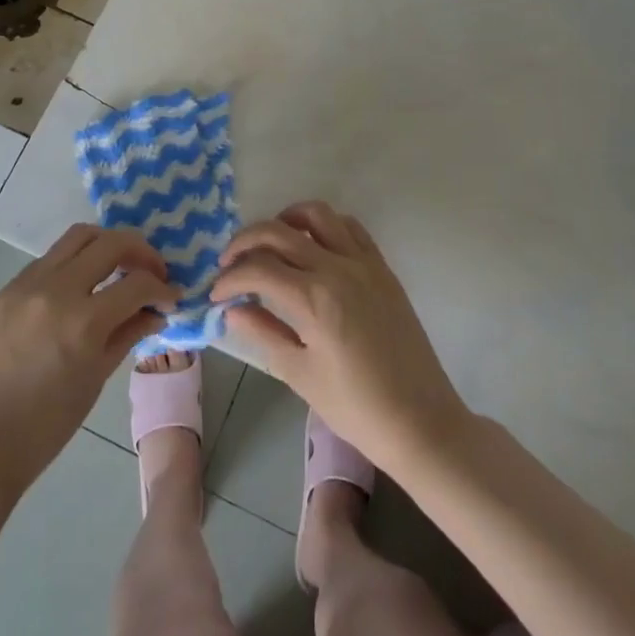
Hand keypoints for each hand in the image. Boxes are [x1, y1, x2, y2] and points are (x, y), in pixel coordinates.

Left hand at [0, 224, 175, 499]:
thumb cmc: (45, 426)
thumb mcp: (95, 379)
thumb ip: (128, 334)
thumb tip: (156, 311)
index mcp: (82, 322)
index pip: (137, 283)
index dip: (162, 288)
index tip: (172, 297)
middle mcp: (56, 290)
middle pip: (111, 242)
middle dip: (141, 252)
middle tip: (153, 272)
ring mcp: (27, 284)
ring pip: (78, 236)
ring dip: (107, 244)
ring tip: (120, 266)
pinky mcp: (7, 288)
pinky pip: (50, 258)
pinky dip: (75, 261)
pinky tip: (81, 286)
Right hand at [210, 201, 467, 463]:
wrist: (420, 421)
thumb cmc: (355, 407)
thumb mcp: (299, 374)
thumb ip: (262, 332)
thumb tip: (232, 308)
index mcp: (313, 298)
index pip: (257, 269)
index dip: (229, 278)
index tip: (215, 294)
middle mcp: (337, 268)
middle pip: (278, 231)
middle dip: (245, 241)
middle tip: (230, 263)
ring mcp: (363, 263)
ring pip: (317, 214)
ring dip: (285, 220)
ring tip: (270, 243)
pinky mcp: (382, 267)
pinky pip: (350, 227)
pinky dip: (324, 226)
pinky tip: (312, 247)